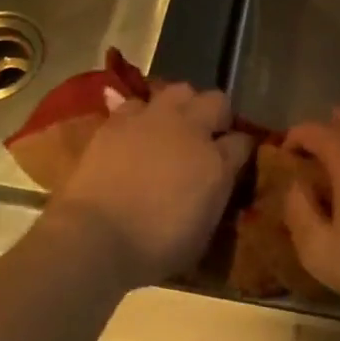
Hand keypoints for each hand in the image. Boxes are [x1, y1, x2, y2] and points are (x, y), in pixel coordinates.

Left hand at [52, 83, 253, 289]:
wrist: (96, 237)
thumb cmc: (153, 249)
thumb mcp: (201, 234)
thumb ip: (213, 198)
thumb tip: (214, 186)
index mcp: (217, 163)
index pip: (243, 141)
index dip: (241, 149)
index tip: (236, 159)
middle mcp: (191, 130)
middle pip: (216, 101)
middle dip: (216, 115)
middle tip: (207, 135)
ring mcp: (154, 120)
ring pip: (179, 91)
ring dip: (180, 106)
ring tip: (172, 125)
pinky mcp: (119, 120)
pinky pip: (137, 104)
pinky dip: (139, 115)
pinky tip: (134, 132)